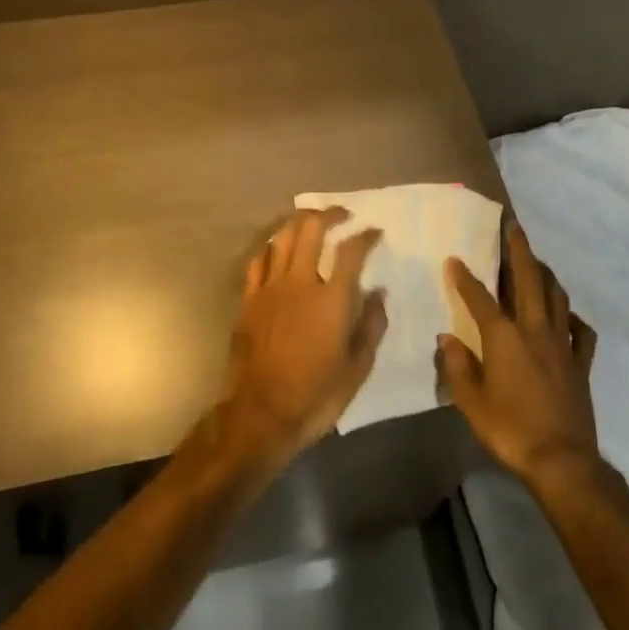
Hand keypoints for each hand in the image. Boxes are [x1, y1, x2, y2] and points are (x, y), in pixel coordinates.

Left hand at [217, 209, 387, 470]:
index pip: (352, 251)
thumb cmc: (315, 396)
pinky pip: (259, 260)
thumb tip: (379, 292)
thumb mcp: (357, 368)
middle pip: (312, 229)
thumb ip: (371, 326)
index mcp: (332, 299)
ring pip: (283, 237)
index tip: (375, 232)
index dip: (366, 236)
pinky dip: (273, 247)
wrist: (260, 415)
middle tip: (343, 214)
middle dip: (330, 214)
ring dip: (300, 222)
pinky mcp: (249, 299)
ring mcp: (270, 288)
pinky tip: (279, 248)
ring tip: (312, 221)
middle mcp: (301, 283)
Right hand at [441, 223, 599, 489]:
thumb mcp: (471, 403)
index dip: (465, 277)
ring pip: (556, 296)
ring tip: (536, 261)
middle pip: (528, 279)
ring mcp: (562, 344)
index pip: (480, 298)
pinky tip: (567, 314)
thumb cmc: (510, 430)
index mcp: (504, 338)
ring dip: (545, 274)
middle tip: (513, 226)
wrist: (562, 460)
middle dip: (519, 250)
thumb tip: (448, 339)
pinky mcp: (580, 362)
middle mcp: (535, 330)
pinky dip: (573, 317)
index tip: (455, 259)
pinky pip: (581, 331)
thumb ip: (458, 367)